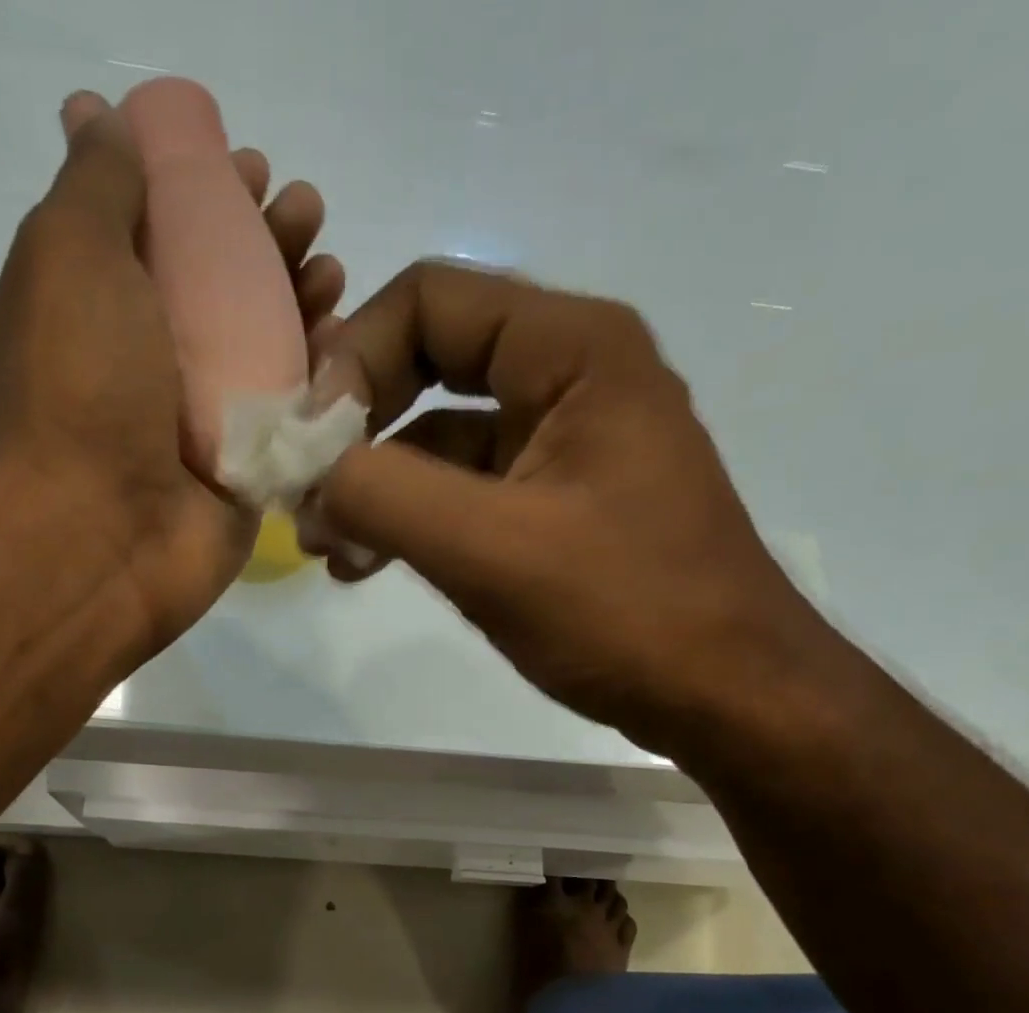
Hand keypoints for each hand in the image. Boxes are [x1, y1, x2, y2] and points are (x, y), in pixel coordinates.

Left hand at [0, 91, 346, 657]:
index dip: (208, 194)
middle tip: (307, 215)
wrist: (100, 536)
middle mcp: (151, 364)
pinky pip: (291, 416)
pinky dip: (321, 379)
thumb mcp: (69, 255)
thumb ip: (96, 185)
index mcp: (101, 307)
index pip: (164, 233)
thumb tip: (100, 120)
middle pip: (223, 289)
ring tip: (332, 274)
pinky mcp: (245, 472)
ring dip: (301, 304)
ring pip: (264, 351)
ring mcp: (200, 423)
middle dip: (268, 244)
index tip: (251, 171)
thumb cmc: (79, 389)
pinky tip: (346, 347)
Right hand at [308, 260, 823, 755]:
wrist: (725, 697)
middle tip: (303, 495)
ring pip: (440, 440)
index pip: (429, 300)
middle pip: (428, 364)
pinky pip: (464, 494)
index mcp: (572, 348)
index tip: (305, 441)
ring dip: (374, 486)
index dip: (351, 356)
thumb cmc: (624, 612)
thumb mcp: (491, 549)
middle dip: (356, 429)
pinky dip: (411, 522)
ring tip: (324, 547)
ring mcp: (562, 446)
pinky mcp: (554, 507)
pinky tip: (364, 566)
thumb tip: (306, 470)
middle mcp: (569, 377)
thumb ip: (386, 494)